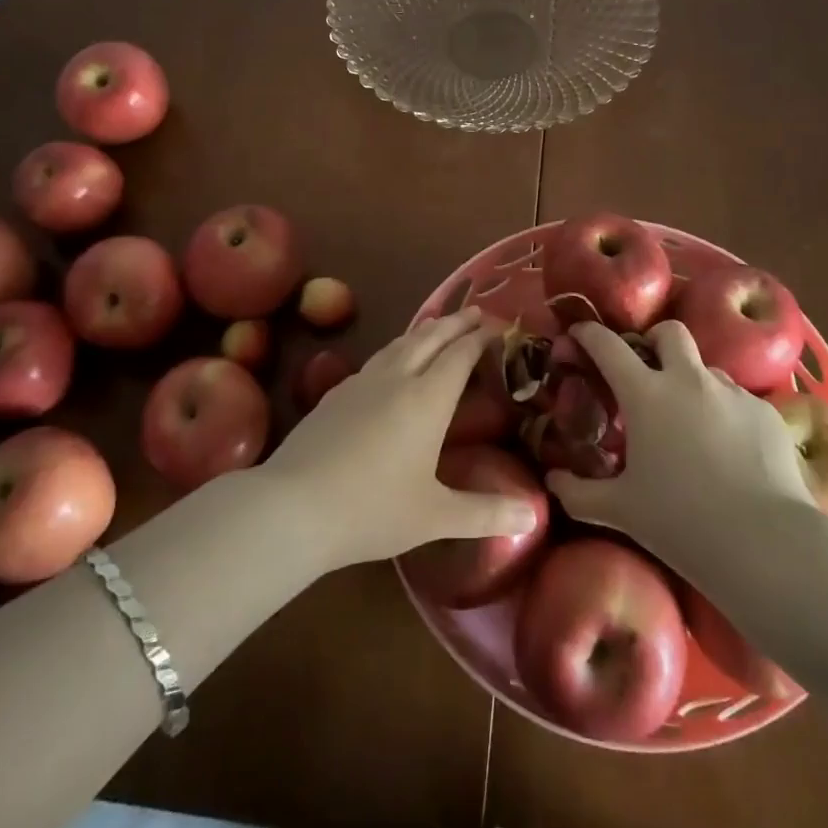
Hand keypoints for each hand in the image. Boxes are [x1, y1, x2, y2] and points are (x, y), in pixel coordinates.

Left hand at [263, 308, 538, 568]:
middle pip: (431, 337)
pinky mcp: (335, 394)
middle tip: (476, 311)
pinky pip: (377, 358)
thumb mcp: (435, 517)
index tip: (500, 326)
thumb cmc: (372, 509)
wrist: (293, 506)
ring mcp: (362, 382)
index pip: (461, 354)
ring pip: (400, 343)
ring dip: (425, 330)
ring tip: (437, 325)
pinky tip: (391, 363)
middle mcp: (397, 379)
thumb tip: (534, 516)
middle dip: (456, 322)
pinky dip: (397, 349)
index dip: (482, 337)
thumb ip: (485, 513)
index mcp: (427, 399)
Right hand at [547, 321, 815, 556]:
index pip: (608, 345)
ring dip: (692, 382)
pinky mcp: (766, 412)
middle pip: (670, 332)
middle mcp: (689, 380)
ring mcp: (732, 393)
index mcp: (646, 395)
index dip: (589, 333)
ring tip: (692, 422)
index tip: (579, 333)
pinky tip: (730, 451)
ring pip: (707, 369)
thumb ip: (578, 494)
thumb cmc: (682, 523)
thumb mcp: (620, 511)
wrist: (767, 544)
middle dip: (655, 340)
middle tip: (647, 367)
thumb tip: (552, 481)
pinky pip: (739, 401)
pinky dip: (726, 414)